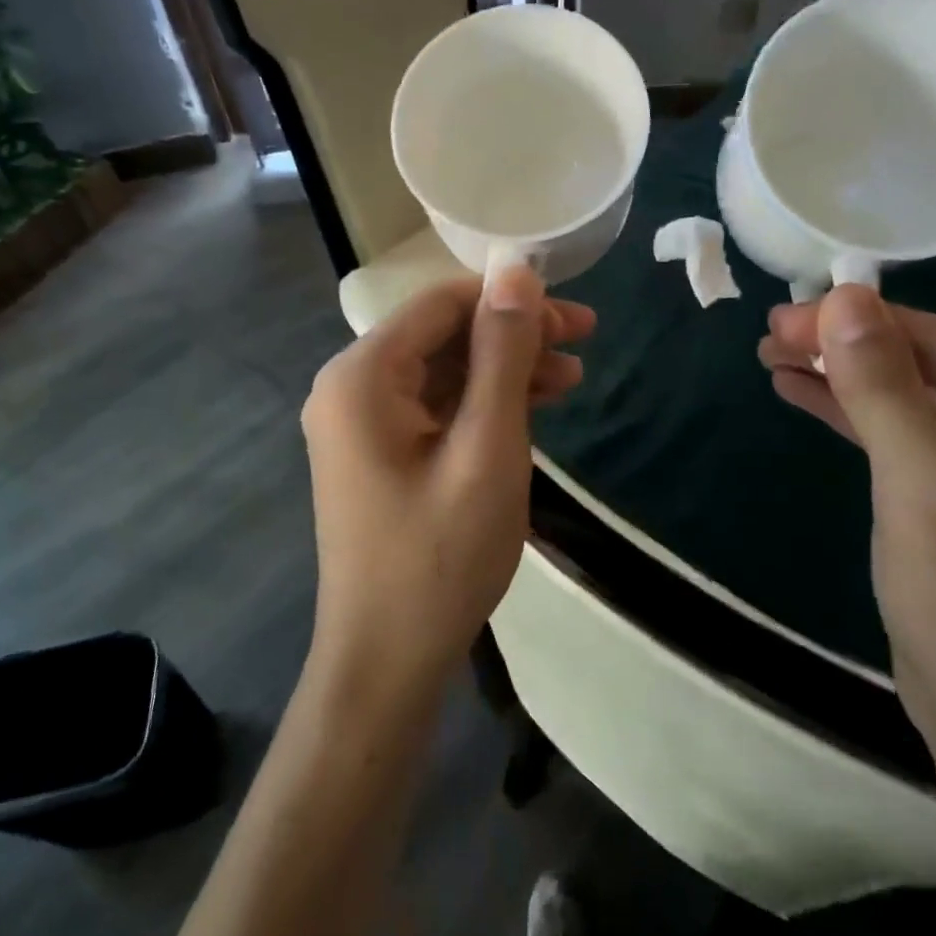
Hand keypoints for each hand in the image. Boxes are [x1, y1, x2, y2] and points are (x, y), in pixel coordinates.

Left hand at [301, 268, 595, 698]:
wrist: (387, 664)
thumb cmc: (440, 557)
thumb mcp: (487, 447)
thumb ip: (502, 353)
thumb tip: (518, 271)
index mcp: (362, 375)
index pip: (442, 303)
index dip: (510, 299)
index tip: (574, 317)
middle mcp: (351, 386)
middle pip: (443, 333)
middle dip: (514, 334)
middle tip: (584, 342)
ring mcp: (361, 422)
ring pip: (444, 369)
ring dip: (506, 368)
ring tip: (573, 379)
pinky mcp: (379, 451)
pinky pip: (436, 405)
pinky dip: (483, 402)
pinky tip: (533, 407)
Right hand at [760, 286, 935, 795]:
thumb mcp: (925, 492)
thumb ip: (885, 390)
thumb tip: (844, 296)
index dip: (859, 322)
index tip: (782, 316)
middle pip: (927, 367)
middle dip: (845, 350)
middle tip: (767, 336)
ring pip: (912, 401)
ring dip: (842, 380)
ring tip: (771, 357)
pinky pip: (909, 441)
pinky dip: (855, 418)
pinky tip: (802, 394)